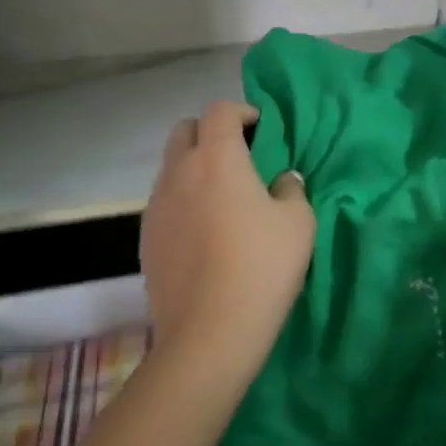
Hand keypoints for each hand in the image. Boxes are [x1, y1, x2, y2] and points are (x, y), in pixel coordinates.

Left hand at [140, 100, 314, 373]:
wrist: (209, 334)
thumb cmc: (262, 266)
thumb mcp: (298, 221)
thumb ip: (291, 188)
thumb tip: (280, 180)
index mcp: (217, 158)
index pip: (220, 111)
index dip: (243, 112)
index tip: (263, 131)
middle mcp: (179, 172)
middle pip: (185, 129)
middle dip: (211, 132)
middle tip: (240, 157)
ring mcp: (156, 206)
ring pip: (171, 166)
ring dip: (195, 166)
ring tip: (224, 197)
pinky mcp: (146, 238)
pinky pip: (164, 200)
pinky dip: (184, 199)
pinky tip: (206, 231)